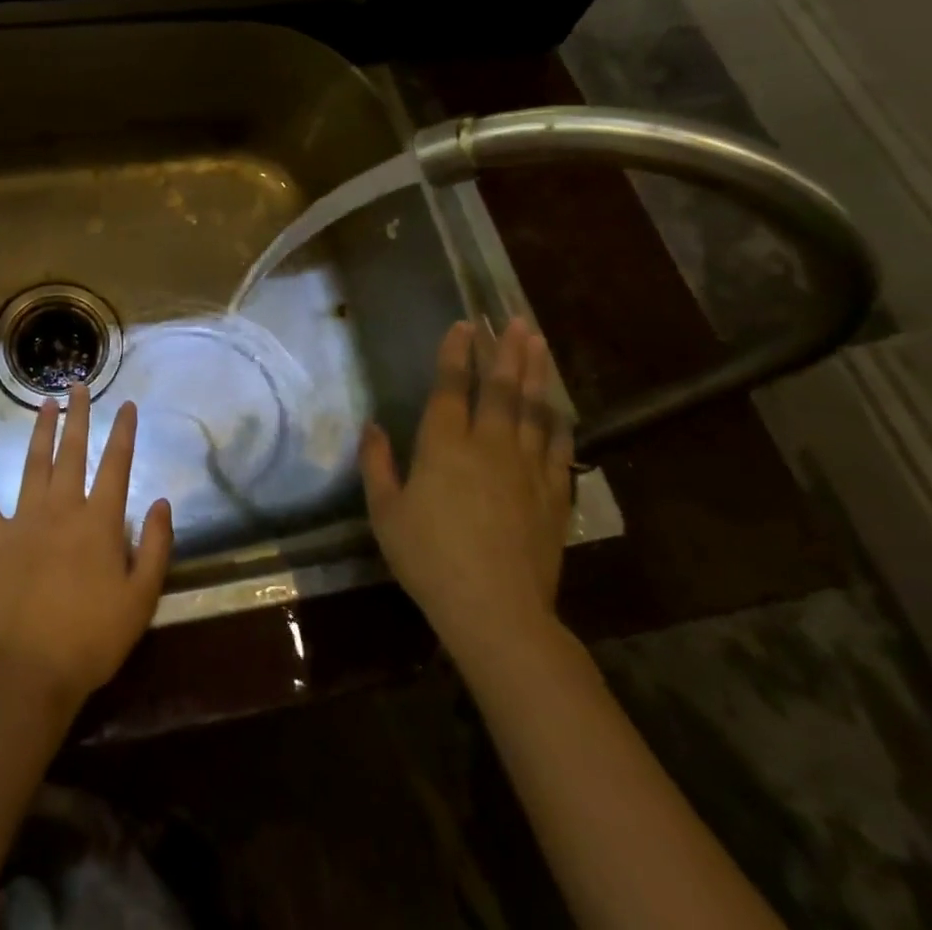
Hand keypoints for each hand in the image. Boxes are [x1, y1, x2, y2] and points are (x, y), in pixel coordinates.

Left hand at [0, 386, 174, 711]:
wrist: (32, 672)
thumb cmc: (93, 639)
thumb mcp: (141, 598)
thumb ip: (154, 546)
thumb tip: (160, 502)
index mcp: (99, 521)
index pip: (116, 465)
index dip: (124, 433)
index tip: (126, 405)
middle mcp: (62, 509)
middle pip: (72, 452)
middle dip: (79, 416)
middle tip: (79, 385)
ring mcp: (24, 521)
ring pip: (34, 464)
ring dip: (40, 430)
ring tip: (45, 402)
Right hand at [359, 319, 573, 676]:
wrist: (496, 611)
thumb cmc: (429, 559)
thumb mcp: (385, 513)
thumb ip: (376, 465)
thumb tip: (372, 426)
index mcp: (444, 446)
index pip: (452, 387)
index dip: (456, 353)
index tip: (464, 325)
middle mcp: (489, 446)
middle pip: (501, 389)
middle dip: (506, 351)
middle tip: (515, 320)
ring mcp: (526, 469)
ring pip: (534, 410)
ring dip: (536, 373)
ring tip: (539, 343)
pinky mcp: (553, 495)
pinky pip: (559, 447)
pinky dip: (559, 421)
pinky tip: (560, 406)